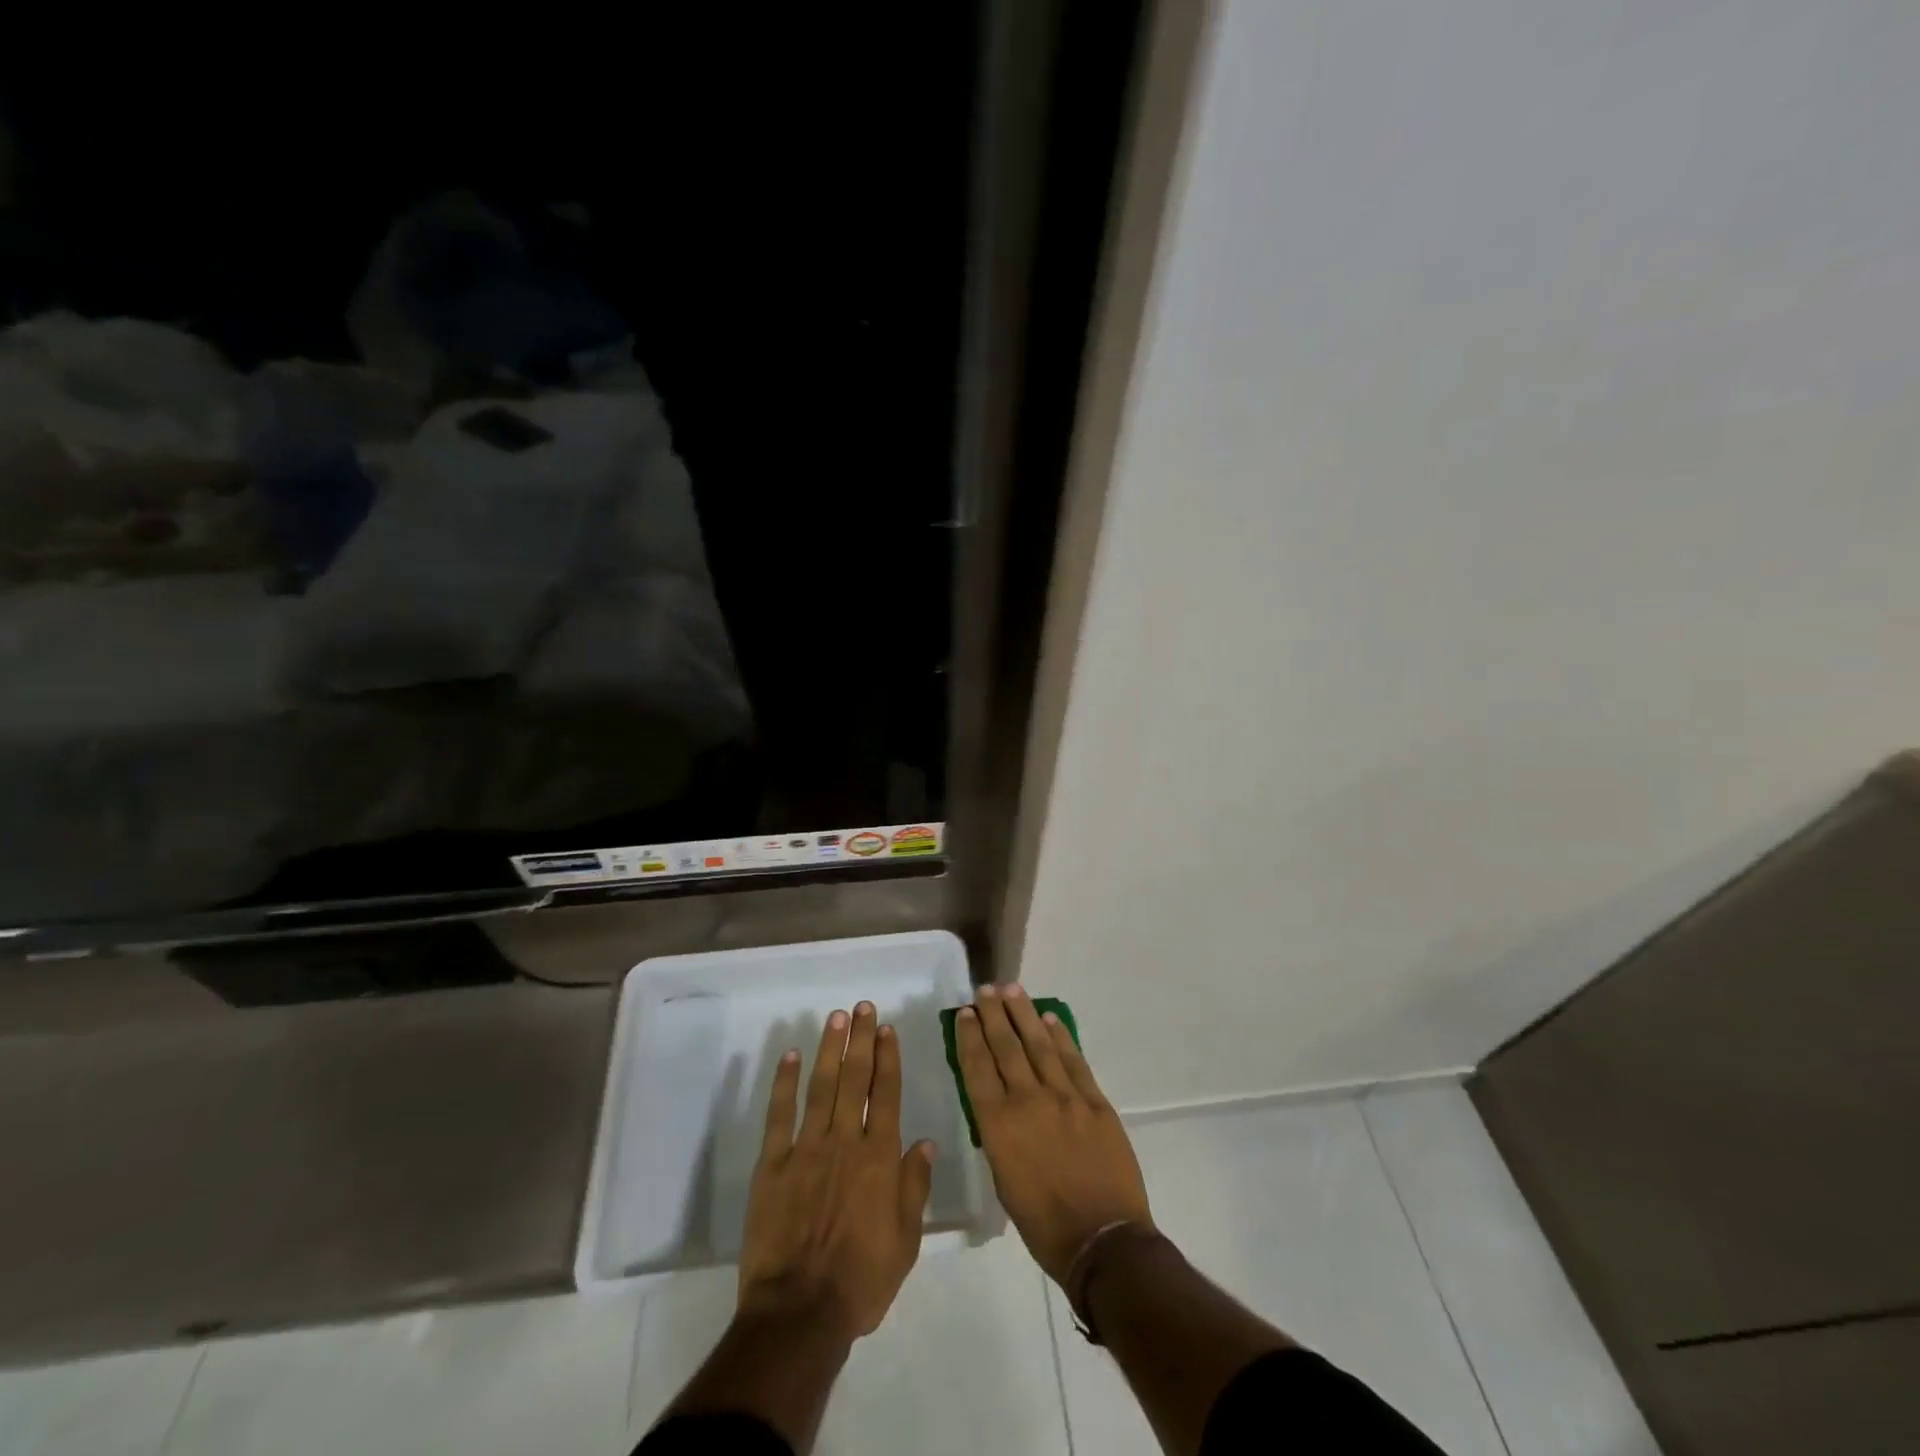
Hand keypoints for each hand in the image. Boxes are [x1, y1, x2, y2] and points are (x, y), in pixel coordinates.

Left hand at [738, 1001, 936, 1342]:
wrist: (799, 1312)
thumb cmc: (861, 1280)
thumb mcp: (905, 1241)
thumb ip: (915, 1187)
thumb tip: (926, 1142)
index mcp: (879, 1158)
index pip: (886, 1094)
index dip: (887, 1058)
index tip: (886, 1028)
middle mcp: (845, 1141)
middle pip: (854, 1079)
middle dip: (860, 1040)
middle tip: (861, 1007)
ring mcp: (807, 1149)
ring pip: (820, 1087)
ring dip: (828, 1049)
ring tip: (835, 1018)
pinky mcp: (773, 1164)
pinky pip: (779, 1116)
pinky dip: (784, 1084)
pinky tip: (789, 1056)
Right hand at [955, 984, 1152, 1284]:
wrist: (1103, 1241)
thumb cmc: (1044, 1225)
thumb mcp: (1004, 1180)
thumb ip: (1000, 1135)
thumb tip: (1000, 1106)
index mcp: (999, 1125)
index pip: (978, 1067)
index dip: (969, 1037)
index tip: (964, 1013)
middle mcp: (1028, 1101)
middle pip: (1005, 1047)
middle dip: (992, 1015)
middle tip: (985, 990)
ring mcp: (1065, 1097)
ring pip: (1038, 1044)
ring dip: (1023, 1014)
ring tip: (1011, 989)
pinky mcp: (1094, 1101)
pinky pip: (1073, 1060)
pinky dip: (1060, 1036)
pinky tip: (1050, 1019)